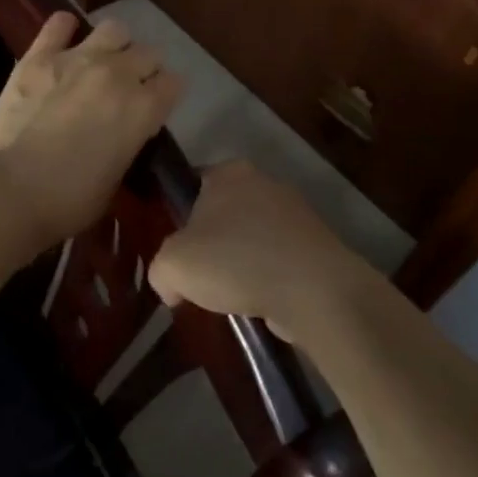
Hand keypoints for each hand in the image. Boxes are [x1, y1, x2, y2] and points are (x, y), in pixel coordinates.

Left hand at [0, 13, 182, 251]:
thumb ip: (129, 142)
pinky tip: (63, 38)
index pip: (174, 83)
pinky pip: (58, 24)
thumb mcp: (118, 177)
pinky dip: (64, 28)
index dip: (166, 94)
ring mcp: (78, 59)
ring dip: (114, 44)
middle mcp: (119, 74)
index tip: (155, 107)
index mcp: (144, 108)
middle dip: (144, 69)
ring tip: (101, 61)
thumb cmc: (70, 201)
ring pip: (115, 29)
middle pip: (149, 53)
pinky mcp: (39, 57)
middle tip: (128, 89)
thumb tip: (124, 132)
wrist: (11, 191)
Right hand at [148, 161, 377, 345]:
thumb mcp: (173, 265)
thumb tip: (173, 287)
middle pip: (225, 211)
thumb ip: (161, 270)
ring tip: (232, 298)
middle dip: (212, 243)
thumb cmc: (236, 262)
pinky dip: (269, 278)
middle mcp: (264, 181)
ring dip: (242, 263)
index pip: (194, 184)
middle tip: (200, 278)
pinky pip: (279, 258)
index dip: (180, 215)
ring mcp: (295, 211)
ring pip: (253, 236)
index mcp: (229, 172)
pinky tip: (261, 303)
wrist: (313, 289)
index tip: (177, 250)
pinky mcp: (316, 243)